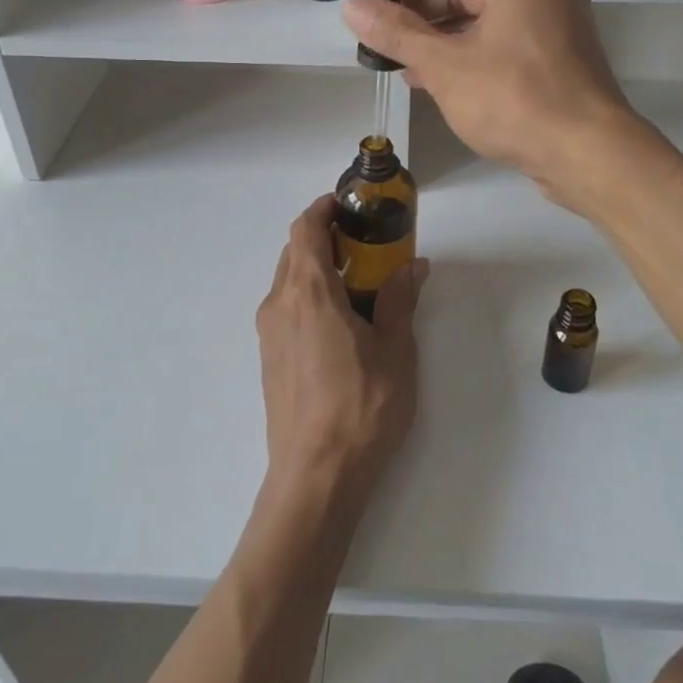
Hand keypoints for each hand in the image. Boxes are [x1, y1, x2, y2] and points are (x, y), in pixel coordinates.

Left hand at [256, 196, 426, 514]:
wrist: (315, 477)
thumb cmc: (361, 408)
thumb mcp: (395, 351)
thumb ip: (399, 301)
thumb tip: (414, 266)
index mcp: (308, 293)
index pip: (304, 229)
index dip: (322, 209)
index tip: (348, 205)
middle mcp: (279, 305)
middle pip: (295, 252)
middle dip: (325, 238)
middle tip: (365, 244)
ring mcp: (268, 333)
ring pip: (289, 281)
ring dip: (317, 269)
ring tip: (358, 282)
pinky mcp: (268, 358)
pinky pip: (286, 308)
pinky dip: (310, 296)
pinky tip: (341, 321)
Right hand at [341, 0, 640, 206]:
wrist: (588, 155)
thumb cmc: (516, 98)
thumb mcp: (445, 65)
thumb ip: (396, 33)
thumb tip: (351, 9)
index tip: (377, 1)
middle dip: (421, 7)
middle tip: (383, 35)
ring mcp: (553, 21)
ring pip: (483, 13)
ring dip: (438, 33)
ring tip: (398, 60)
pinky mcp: (554, 56)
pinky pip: (500, 39)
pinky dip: (465, 52)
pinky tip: (430, 78)